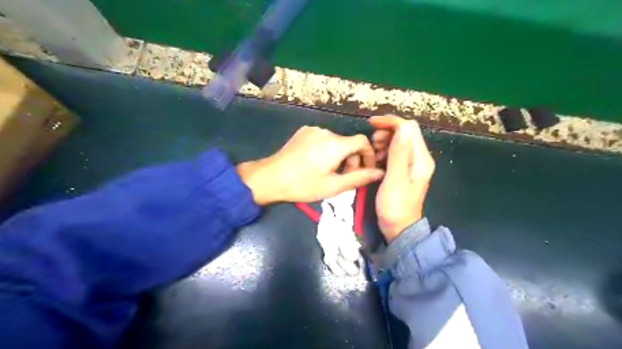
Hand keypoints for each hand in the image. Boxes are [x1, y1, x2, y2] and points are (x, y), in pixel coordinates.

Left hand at [237, 126, 383, 205]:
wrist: (271, 178)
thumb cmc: (303, 185)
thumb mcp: (333, 186)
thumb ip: (359, 178)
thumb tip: (380, 172)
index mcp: (336, 144)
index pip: (363, 141)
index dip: (368, 155)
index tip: (365, 170)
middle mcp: (326, 132)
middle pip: (348, 142)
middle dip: (352, 159)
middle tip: (344, 176)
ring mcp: (313, 130)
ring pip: (336, 141)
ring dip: (339, 155)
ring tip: (329, 171)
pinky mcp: (303, 131)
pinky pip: (323, 138)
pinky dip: (327, 149)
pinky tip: (316, 162)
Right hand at [368, 116, 435, 240]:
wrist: (399, 228)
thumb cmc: (395, 206)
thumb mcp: (395, 179)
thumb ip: (398, 153)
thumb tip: (401, 127)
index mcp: (421, 159)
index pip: (409, 128)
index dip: (391, 122)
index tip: (371, 124)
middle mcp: (420, 158)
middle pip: (405, 132)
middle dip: (386, 132)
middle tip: (372, 144)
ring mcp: (413, 164)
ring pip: (399, 141)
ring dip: (384, 141)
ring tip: (373, 153)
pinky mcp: (405, 170)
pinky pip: (396, 152)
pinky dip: (385, 151)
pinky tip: (377, 160)